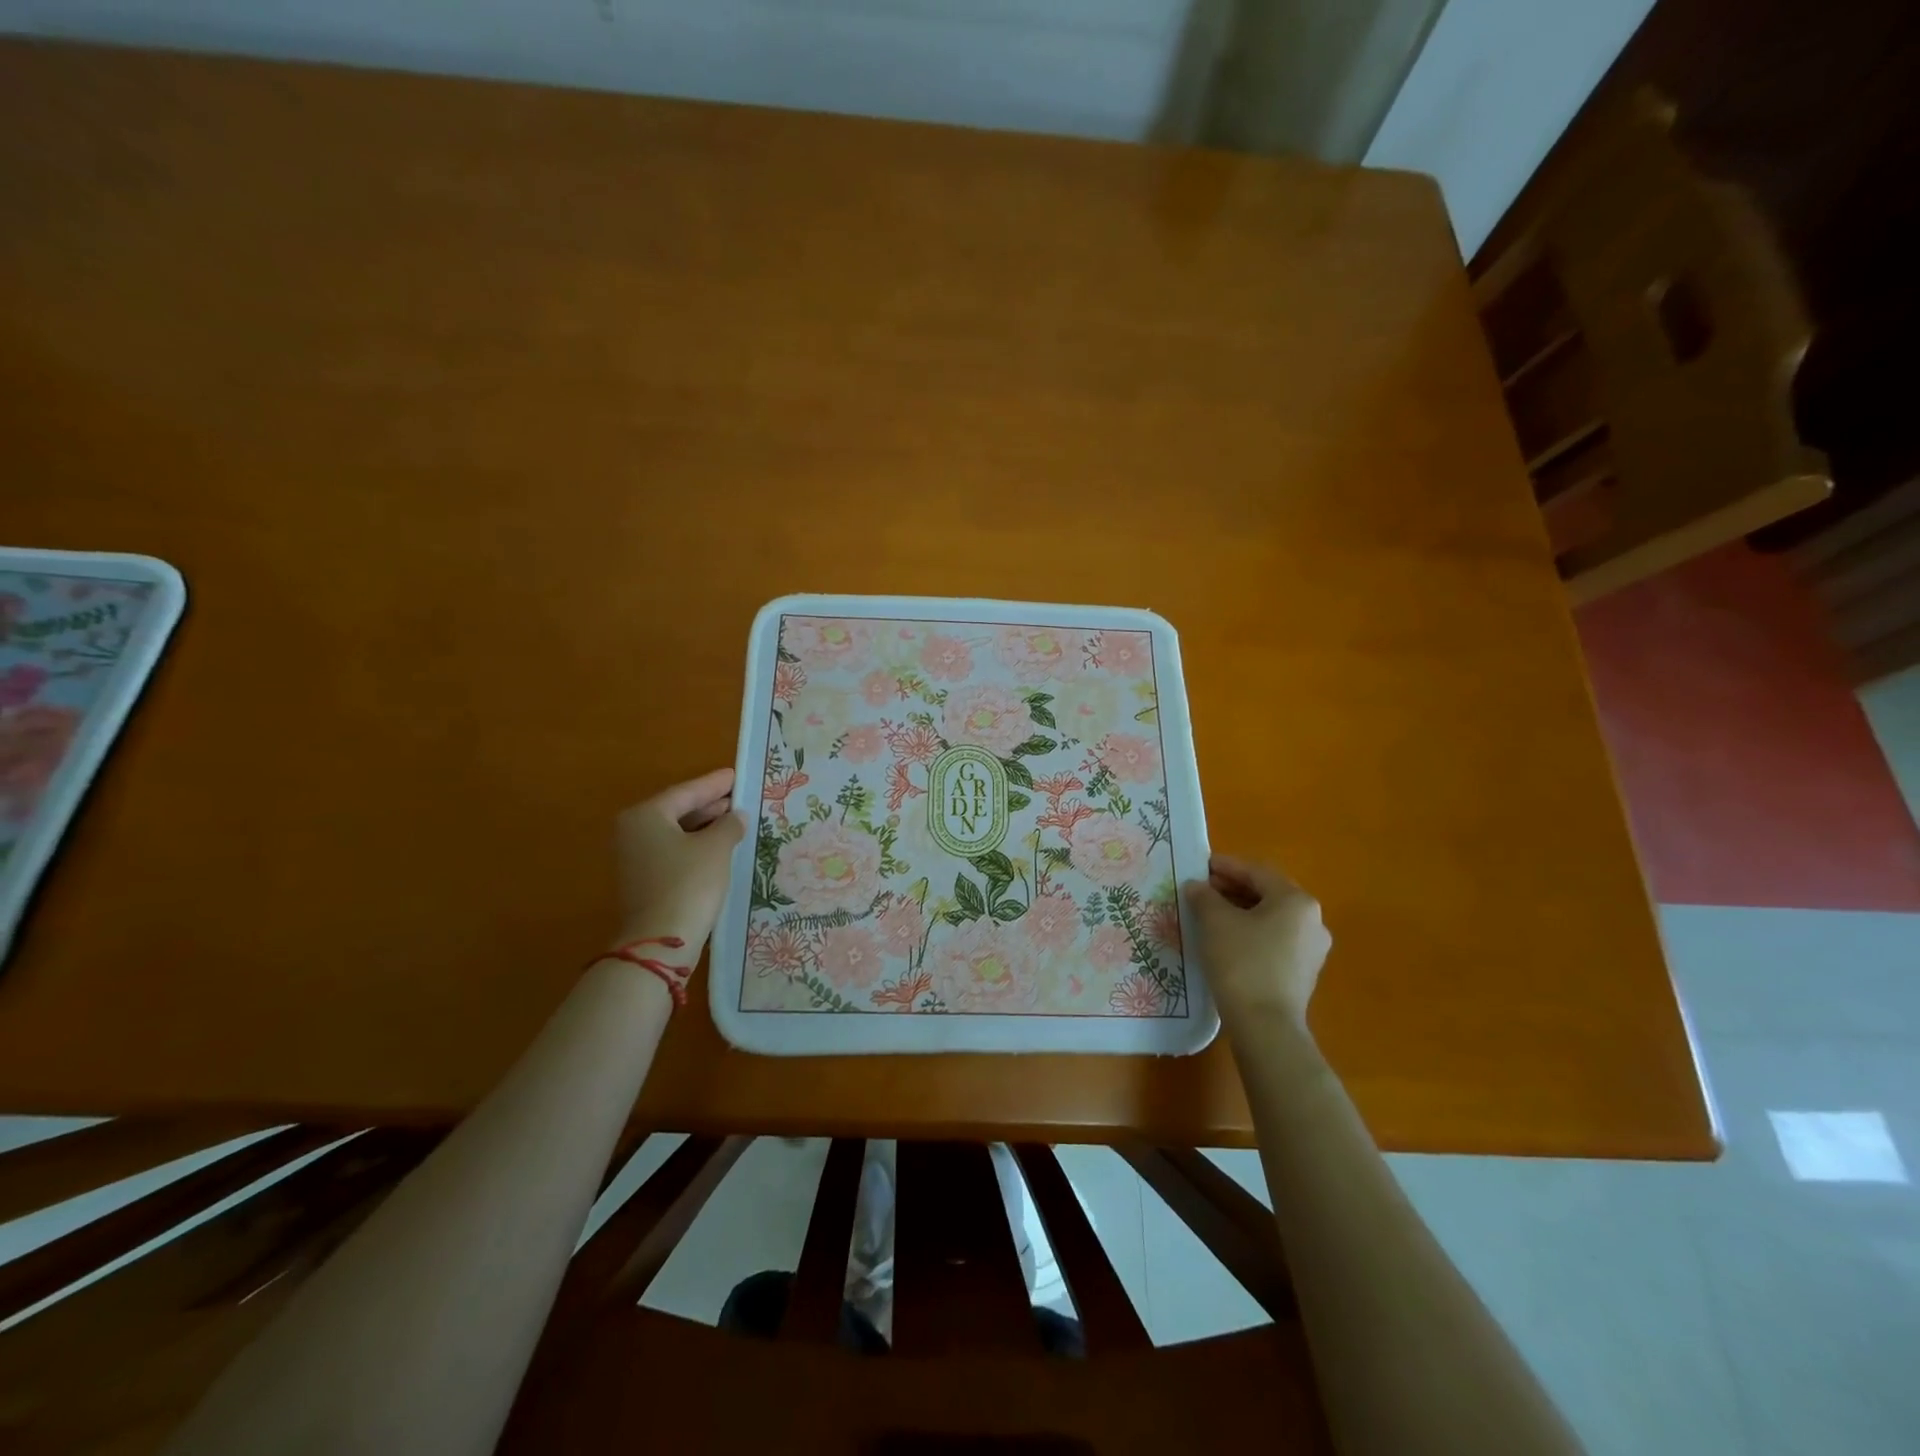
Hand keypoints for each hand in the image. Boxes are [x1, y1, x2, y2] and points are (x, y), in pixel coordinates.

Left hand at [613, 768, 745, 946]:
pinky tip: (719, 849)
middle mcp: (633, 832)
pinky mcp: (643, 882)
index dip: (714, 784)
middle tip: (739, 798)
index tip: (736, 775)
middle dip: (710, 806)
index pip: (686, 792)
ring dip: (705, 828)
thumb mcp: (716, 848)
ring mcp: (635, 859)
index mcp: (646, 816)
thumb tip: (735, 816)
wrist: (660, 941)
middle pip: (678, 811)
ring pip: (676, 833)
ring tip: (735, 822)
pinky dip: (696, 847)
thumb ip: (729, 825)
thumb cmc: (688, 883)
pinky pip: (674, 853)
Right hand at [1184, 855, 1330, 1028]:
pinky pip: (1274, 940)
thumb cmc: (1241, 962)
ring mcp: (1311, 950)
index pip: (1258, 872)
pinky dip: (1250, 932)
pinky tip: (1226, 940)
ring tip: (1210, 913)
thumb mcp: (1215, 922)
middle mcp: (1312, 921)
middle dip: (1233, 888)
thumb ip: (1204, 896)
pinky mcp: (1302, 973)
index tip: (1200, 865)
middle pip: (1267, 894)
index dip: (1226, 866)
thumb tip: (1197, 886)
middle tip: (1202, 889)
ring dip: (1240, 911)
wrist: (1265, 1026)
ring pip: (1271, 918)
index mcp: (1296, 901)